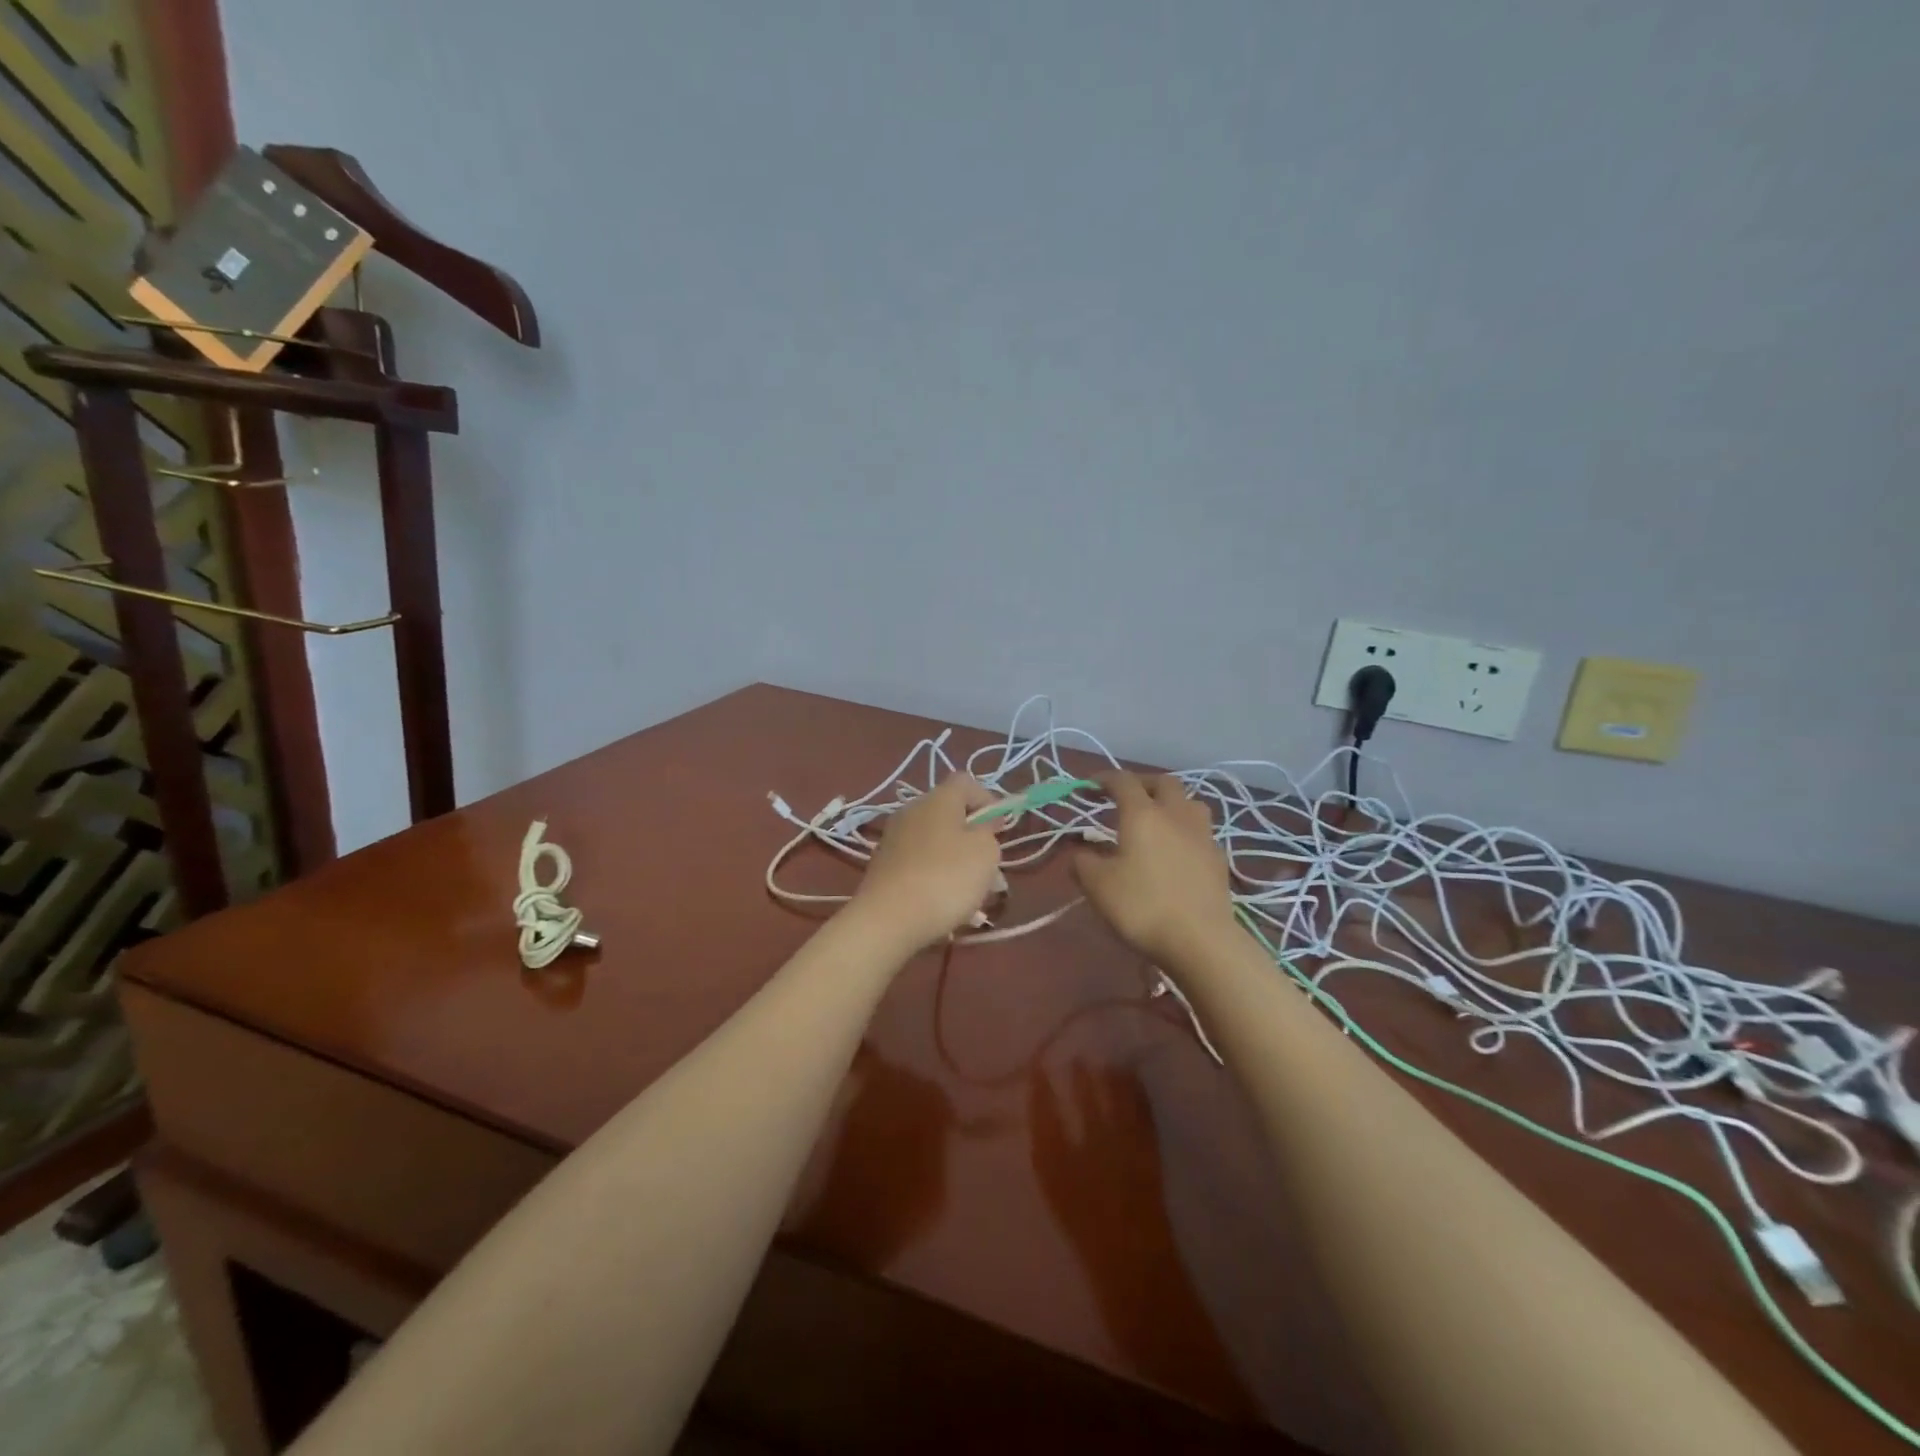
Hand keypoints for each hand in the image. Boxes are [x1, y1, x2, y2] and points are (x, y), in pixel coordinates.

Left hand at [850, 774, 1003, 950]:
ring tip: (974, 894)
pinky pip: (920, 863)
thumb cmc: (946, 878)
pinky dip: (936, 877)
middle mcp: (911, 811)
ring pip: (937, 842)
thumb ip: (989, 831)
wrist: (888, 919)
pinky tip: (947, 904)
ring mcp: (894, 839)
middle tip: (991, 867)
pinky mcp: (884, 867)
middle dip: (974, 837)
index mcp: (937, 799)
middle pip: (950, 814)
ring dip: (957, 861)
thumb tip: (981, 824)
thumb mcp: (986, 852)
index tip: (1001, 828)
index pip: (966, 782)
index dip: (988, 799)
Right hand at [1074, 772, 1235, 966]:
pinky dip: (1185, 831)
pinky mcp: (1219, 859)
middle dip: (1143, 783)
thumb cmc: (1142, 906)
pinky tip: (1177, 850)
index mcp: (1143, 814)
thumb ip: (1082, 862)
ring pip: (1190, 803)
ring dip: (1171, 803)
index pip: (1123, 781)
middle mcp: (1176, 815)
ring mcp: (1203, 836)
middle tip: (1126, 797)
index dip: (1104, 778)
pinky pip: (1201, 832)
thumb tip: (1079, 852)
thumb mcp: (1097, 885)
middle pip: (1164, 782)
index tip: (1089, 785)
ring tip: (1157, 819)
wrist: (1201, 940)